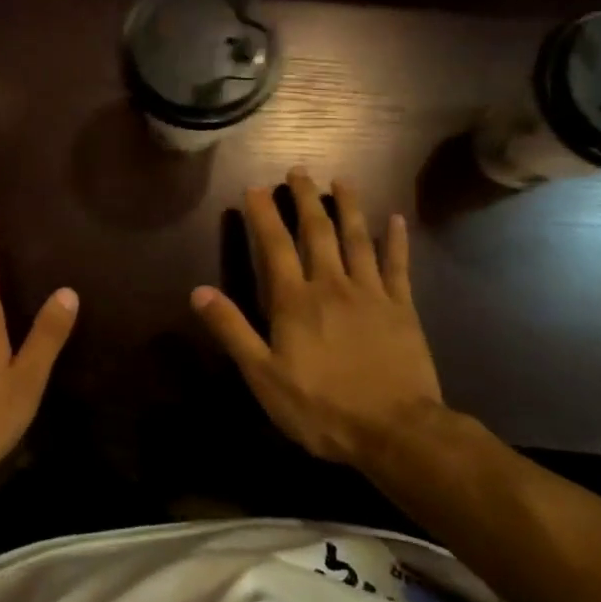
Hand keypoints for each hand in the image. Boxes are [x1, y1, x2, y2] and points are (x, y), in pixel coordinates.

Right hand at [192, 168, 444, 468]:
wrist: (395, 431)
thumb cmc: (321, 406)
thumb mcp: (263, 376)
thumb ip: (232, 330)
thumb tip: (198, 292)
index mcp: (295, 300)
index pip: (275, 245)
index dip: (264, 214)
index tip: (256, 187)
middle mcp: (331, 285)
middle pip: (317, 231)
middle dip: (306, 198)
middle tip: (299, 169)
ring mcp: (370, 293)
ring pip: (357, 238)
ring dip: (348, 206)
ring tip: (342, 180)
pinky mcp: (402, 308)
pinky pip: (397, 265)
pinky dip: (396, 241)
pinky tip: (395, 220)